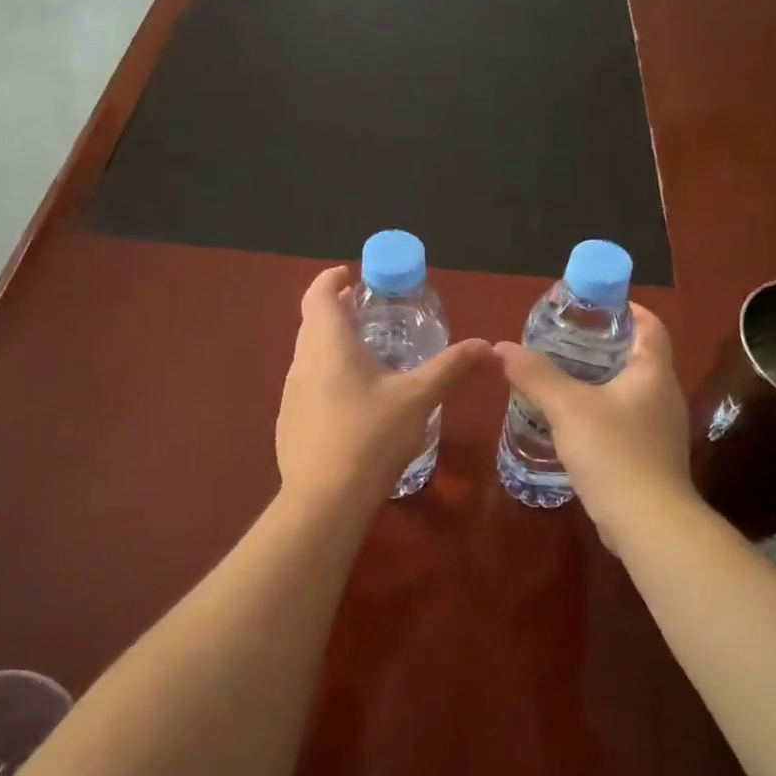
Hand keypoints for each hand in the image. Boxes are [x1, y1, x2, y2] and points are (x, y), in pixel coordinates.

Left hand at [277, 265, 492, 509]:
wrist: (326, 499)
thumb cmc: (372, 436)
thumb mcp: (418, 398)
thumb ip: (451, 367)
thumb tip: (486, 345)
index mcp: (329, 344)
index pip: (318, 294)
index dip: (331, 279)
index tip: (350, 276)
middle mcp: (303, 361)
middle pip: (312, 322)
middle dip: (335, 310)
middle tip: (367, 312)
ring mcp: (290, 393)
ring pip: (308, 355)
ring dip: (331, 345)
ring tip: (365, 355)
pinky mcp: (288, 422)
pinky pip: (307, 385)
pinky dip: (326, 377)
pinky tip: (351, 403)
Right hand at [494, 304, 696, 554]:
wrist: (647, 523)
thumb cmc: (613, 452)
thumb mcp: (567, 407)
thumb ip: (535, 375)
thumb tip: (503, 347)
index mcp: (653, 373)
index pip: (650, 325)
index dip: (625, 309)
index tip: (591, 306)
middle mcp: (664, 396)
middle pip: (637, 357)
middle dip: (602, 345)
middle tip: (563, 341)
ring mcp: (660, 429)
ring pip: (628, 391)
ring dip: (598, 381)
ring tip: (560, 379)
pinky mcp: (650, 457)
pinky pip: (624, 421)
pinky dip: (600, 412)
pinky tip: (571, 423)